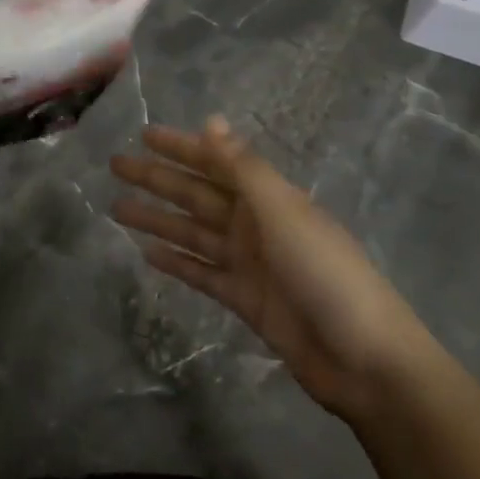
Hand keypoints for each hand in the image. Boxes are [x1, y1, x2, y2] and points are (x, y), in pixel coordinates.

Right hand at [111, 117, 429, 420]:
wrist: (363, 358)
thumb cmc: (326, 273)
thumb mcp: (283, 212)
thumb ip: (243, 169)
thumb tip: (211, 120)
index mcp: (269, 198)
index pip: (216, 162)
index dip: (181, 147)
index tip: (144, 134)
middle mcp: (256, 224)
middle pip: (197, 195)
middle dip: (157, 179)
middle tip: (116, 166)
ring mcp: (249, 263)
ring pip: (192, 233)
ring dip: (157, 219)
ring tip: (116, 209)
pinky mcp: (244, 299)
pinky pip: (201, 273)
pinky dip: (176, 262)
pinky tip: (147, 252)